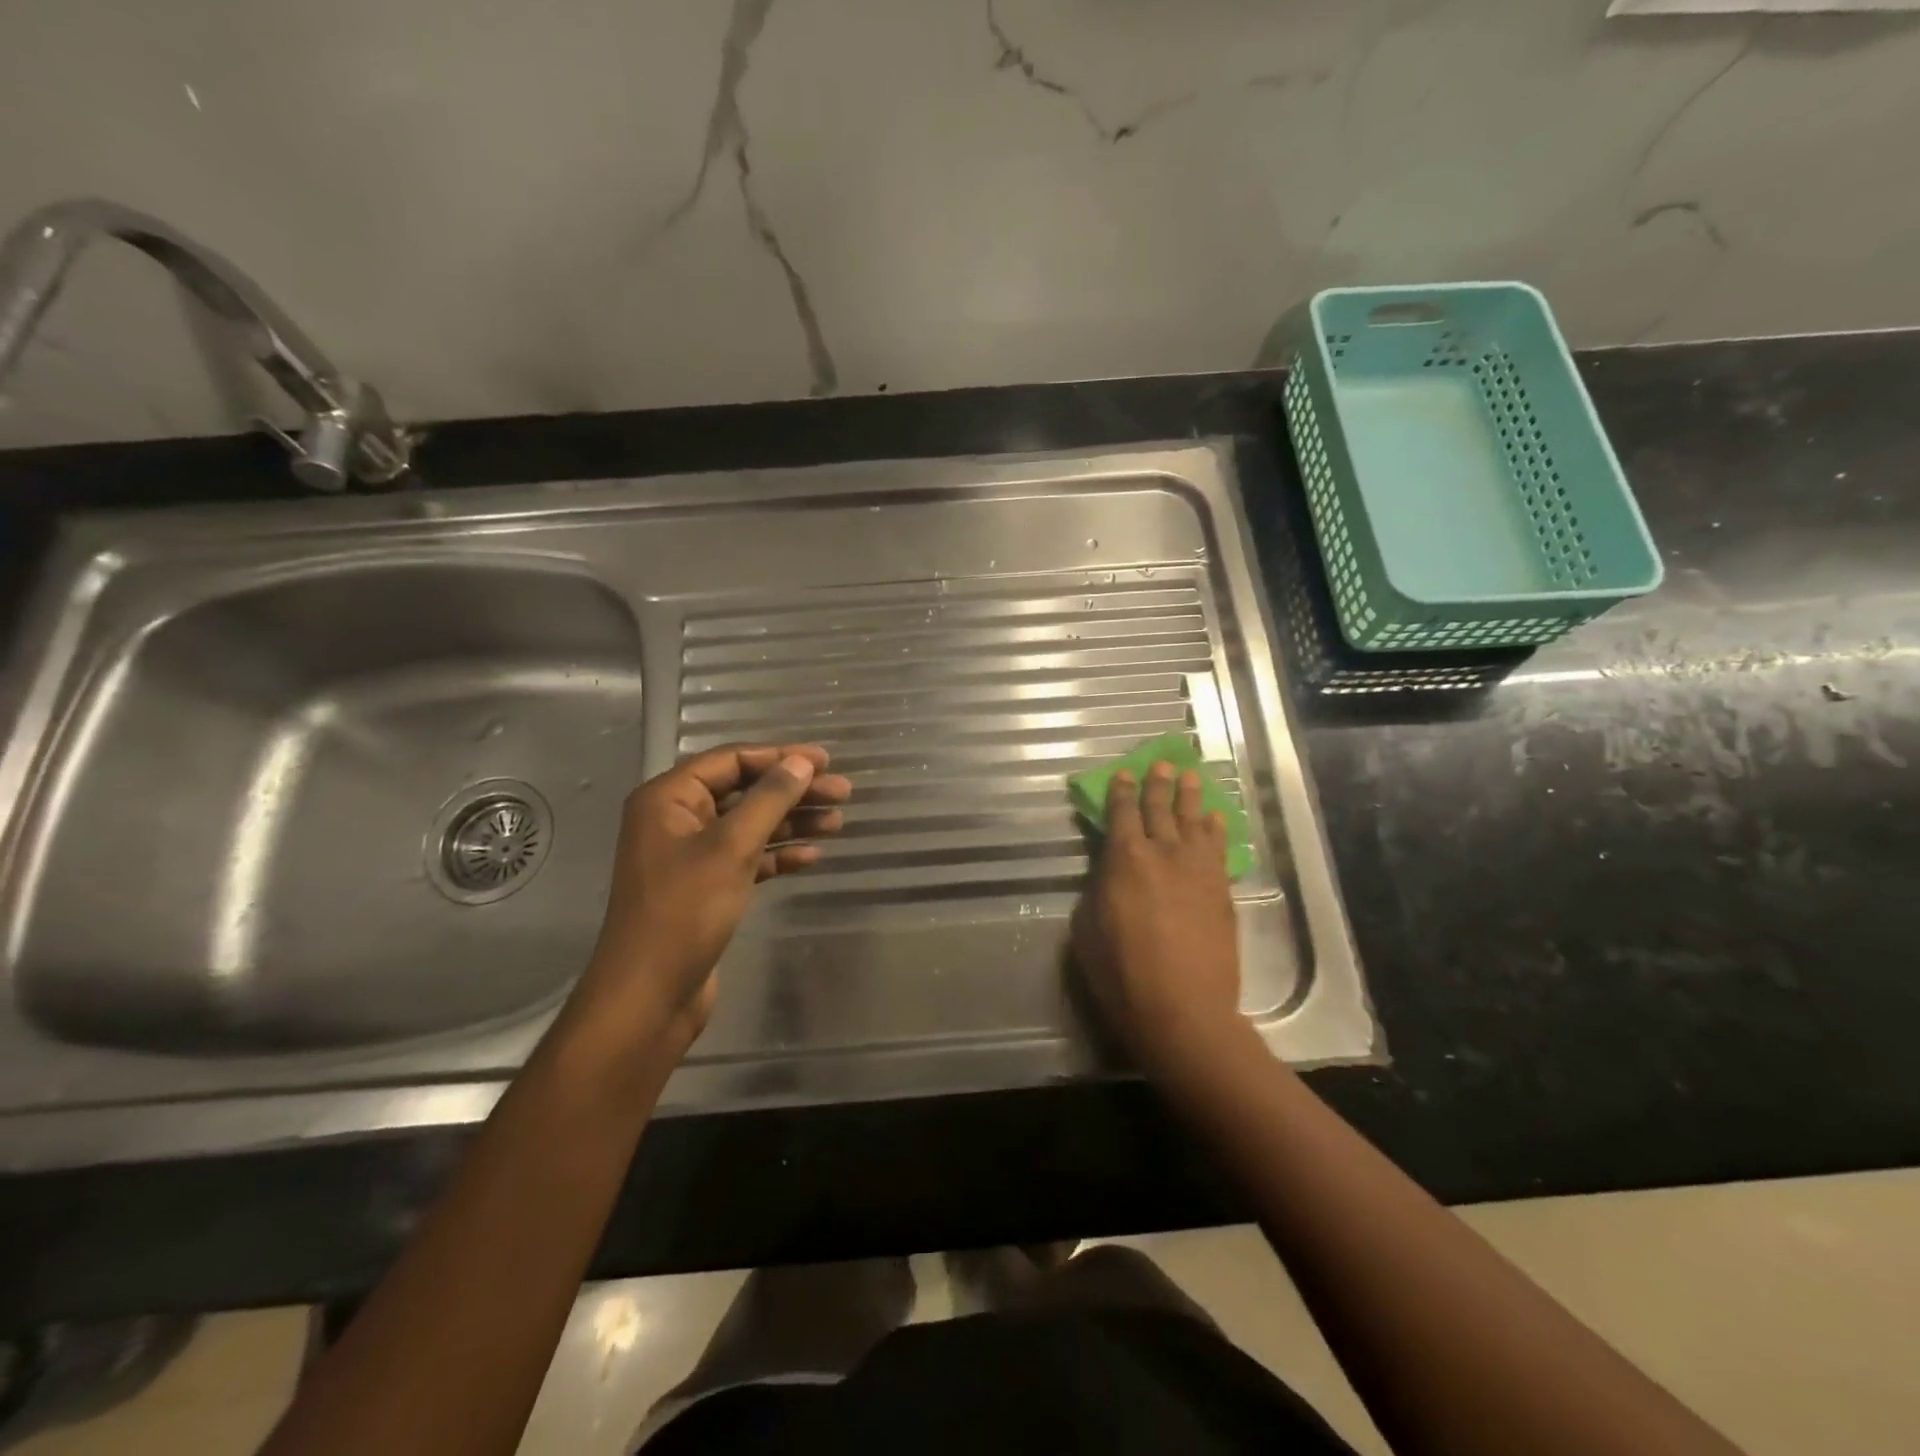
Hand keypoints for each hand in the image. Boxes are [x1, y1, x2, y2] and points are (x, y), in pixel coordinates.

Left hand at [572, 744, 850, 1058]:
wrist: (649, 996)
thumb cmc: (685, 912)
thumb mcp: (731, 848)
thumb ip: (769, 800)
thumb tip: (800, 762)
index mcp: (669, 799)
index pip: (731, 760)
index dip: (780, 756)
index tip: (825, 761)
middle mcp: (677, 820)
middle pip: (744, 792)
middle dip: (793, 792)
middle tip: (843, 793)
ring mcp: (691, 856)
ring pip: (750, 826)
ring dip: (792, 823)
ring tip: (837, 822)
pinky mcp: (706, 888)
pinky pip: (748, 858)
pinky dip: (778, 855)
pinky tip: (811, 857)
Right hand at [1071, 762, 1243, 1080]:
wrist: (1183, 1010)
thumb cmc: (1121, 973)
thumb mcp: (1086, 929)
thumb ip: (1097, 891)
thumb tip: (1107, 873)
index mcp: (1124, 860)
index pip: (1121, 814)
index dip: (1121, 792)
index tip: (1124, 774)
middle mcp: (1163, 854)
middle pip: (1160, 809)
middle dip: (1158, 784)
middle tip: (1161, 763)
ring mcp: (1198, 870)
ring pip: (1193, 821)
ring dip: (1189, 797)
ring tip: (1190, 776)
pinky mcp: (1221, 890)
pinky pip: (1217, 848)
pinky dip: (1214, 829)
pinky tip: (1213, 818)